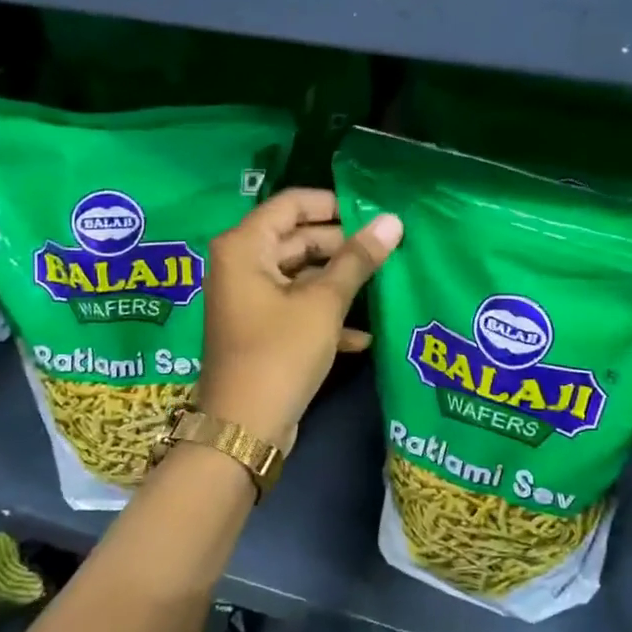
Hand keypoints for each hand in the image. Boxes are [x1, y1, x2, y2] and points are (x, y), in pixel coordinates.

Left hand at [197, 189, 401, 451]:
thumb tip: (392, 221)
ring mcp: (249, 299)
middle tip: (386, 251)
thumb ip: (357, 260)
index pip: (291, 204)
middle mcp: (240, 265)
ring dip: (338, 282)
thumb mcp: (323, 304)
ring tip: (383, 283)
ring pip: (300, 275)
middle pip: (297, 239)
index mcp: (244, 247)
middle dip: (341, 246)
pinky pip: (296, 308)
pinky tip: (363, 335)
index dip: (333, 204)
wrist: (245, 428)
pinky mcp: (261, 330)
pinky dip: (325, 315)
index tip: (372, 214)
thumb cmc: (280, 354)